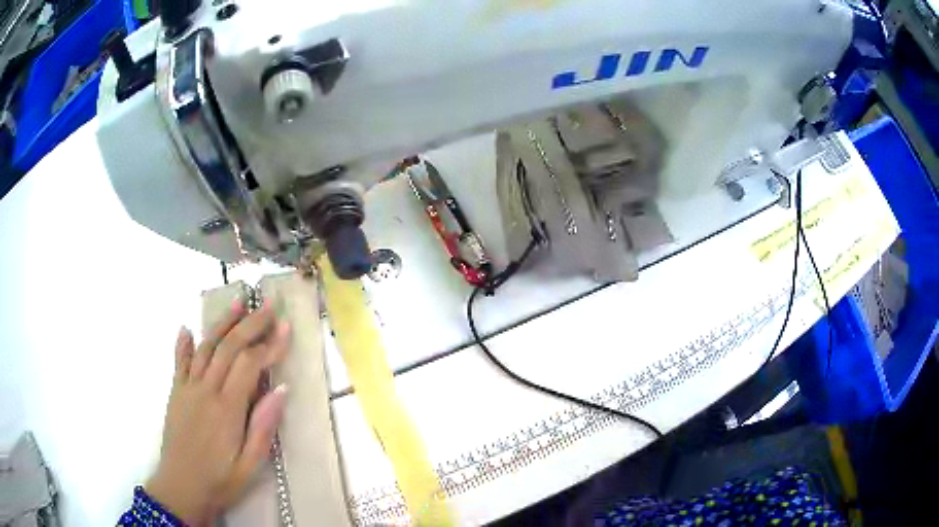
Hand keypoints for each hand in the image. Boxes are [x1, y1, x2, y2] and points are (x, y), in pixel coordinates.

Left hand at [146, 301, 290, 525]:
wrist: (181, 488)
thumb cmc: (220, 480)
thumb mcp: (250, 464)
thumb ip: (264, 426)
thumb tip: (281, 389)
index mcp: (227, 409)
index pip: (249, 364)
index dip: (269, 344)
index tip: (286, 328)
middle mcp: (205, 390)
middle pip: (228, 347)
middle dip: (251, 324)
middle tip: (269, 306)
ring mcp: (187, 389)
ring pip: (205, 347)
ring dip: (222, 323)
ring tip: (238, 303)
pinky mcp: (176, 393)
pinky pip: (179, 362)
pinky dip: (183, 343)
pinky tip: (187, 329)